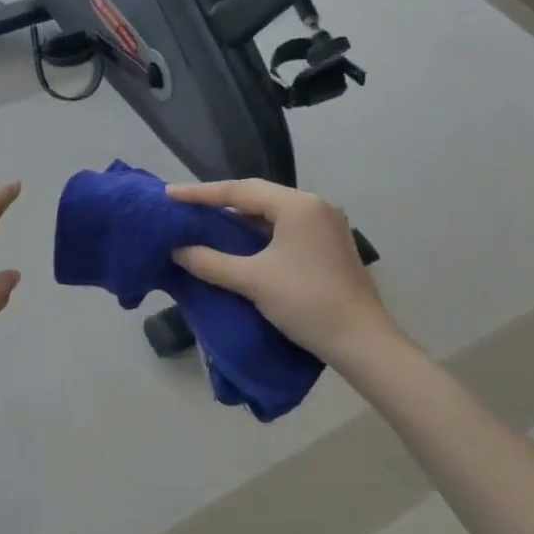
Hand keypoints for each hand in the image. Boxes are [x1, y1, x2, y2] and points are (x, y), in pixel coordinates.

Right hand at [168, 179, 403, 365]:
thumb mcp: (252, 280)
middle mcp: (314, 206)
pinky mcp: (330, 245)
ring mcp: (326, 225)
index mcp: (297, 205)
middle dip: (220, 201)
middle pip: (257, 196)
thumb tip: (178, 251)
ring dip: (240, 217)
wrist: (363, 342)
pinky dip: (259, 231)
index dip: (200, 193)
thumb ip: (211, 262)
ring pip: (272, 212)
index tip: (170, 194)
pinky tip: (241, 242)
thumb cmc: (306, 302)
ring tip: (207, 221)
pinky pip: (285, 227)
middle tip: (186, 205)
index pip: (239, 191)